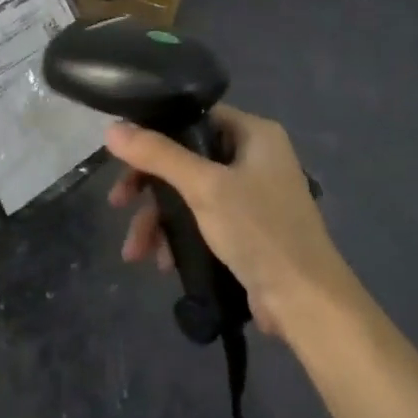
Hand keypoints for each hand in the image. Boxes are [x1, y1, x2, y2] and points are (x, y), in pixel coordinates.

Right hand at [105, 105, 355, 339]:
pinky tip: (162, 262)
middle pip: (186, 157)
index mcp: (255, 134)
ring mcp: (253, 194)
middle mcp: (255, 157)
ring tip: (135, 251)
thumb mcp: (204, 187)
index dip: (156, 130)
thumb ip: (158, 155)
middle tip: (118, 203)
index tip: (123, 153)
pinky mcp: (248, 228)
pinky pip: (203, 219)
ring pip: (190, 193)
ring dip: (159, 220)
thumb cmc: (259, 230)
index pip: (195, 115)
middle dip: (150, 187)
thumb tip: (111, 129)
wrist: (306, 302)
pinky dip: (180, 235)